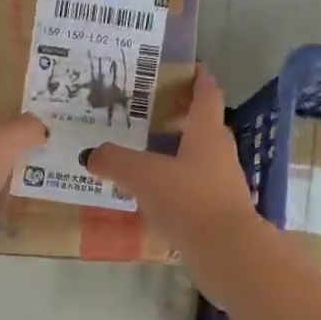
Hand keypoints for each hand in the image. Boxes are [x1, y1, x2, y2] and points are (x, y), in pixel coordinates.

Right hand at [83, 67, 261, 254]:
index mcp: (207, 133)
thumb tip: (91, 153)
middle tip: (147, 113)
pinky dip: (175, 184)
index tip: (190, 66)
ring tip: (142, 154)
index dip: (199, 78)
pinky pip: (194, 187)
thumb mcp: (144, 175)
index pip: (206, 95)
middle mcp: (219, 153)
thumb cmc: (189, 201)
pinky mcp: (219, 212)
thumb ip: (116, 161)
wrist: (228, 253)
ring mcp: (223, 184)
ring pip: (197, 158)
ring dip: (174, 153)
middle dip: (178, 117)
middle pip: (202, 126)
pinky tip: (151, 195)